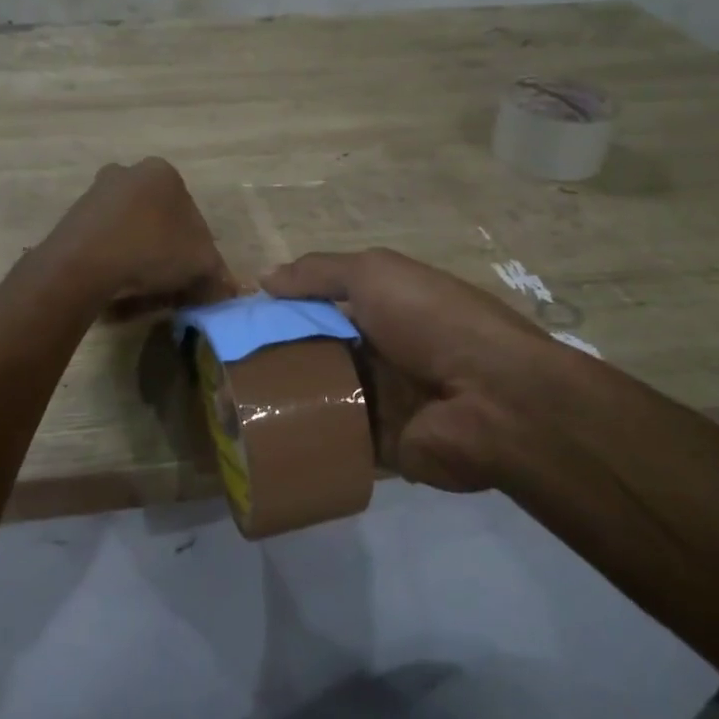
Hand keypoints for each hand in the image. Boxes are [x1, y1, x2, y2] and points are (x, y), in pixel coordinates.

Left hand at [53, 158, 234, 313]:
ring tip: (141, 287)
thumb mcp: (200, 263)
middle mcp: (127, 172)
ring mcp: (95, 193)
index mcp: (162, 172)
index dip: (196, 247)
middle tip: (169, 280)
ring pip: (130, 228)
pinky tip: (116, 283)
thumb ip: (217, 272)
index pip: (190, 211)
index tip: (193, 273)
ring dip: (138, 253)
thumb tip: (224, 287)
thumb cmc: (152, 250)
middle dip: (165, 247)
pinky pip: (104, 240)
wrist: (83, 264)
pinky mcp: (72, 217)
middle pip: (158, 217)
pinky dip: (113, 259)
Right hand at [262, 248, 591, 492]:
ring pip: (321, 398)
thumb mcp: (376, 273)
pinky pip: (335, 441)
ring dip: (285, 400)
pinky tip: (260, 442)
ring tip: (230, 407)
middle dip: (274, 358)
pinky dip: (305, 440)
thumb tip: (264, 277)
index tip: (238, 322)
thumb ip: (320, 272)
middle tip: (224, 369)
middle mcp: (381, 352)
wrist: (494, 400)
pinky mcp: (383, 446)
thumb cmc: (432, 321)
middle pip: (316, 353)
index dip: (281, 310)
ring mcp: (383, 400)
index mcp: (383, 308)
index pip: (321, 306)